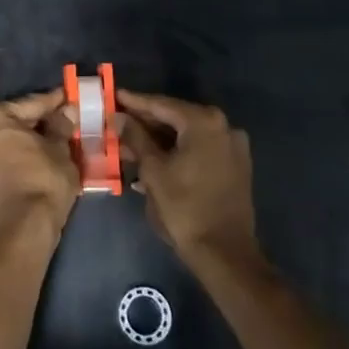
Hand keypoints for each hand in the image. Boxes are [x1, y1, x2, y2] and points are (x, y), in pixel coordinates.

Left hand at [0, 88, 79, 242]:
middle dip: (41, 120)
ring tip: (58, 138)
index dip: (54, 101)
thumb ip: (61, 126)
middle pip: (17, 120)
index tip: (69, 96)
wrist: (24, 229)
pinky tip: (43, 156)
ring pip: (11, 140)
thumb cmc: (43, 180)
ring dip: (32, 139)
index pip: (31, 104)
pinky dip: (22, 154)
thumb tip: (67, 111)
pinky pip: (5, 156)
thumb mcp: (59, 149)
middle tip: (66, 118)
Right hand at [117, 89, 257, 270]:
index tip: (113, 95)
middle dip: (146, 122)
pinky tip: (154, 160)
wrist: (224, 252)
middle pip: (176, 117)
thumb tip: (119, 117)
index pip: (161, 105)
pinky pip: (200, 149)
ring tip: (130, 145)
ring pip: (188, 135)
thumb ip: (135, 137)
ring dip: (160, 139)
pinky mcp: (235, 165)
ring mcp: (232, 146)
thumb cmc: (184, 207)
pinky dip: (177, 151)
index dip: (134, 101)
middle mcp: (223, 126)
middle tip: (118, 121)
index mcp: (204, 122)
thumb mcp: (153, 170)